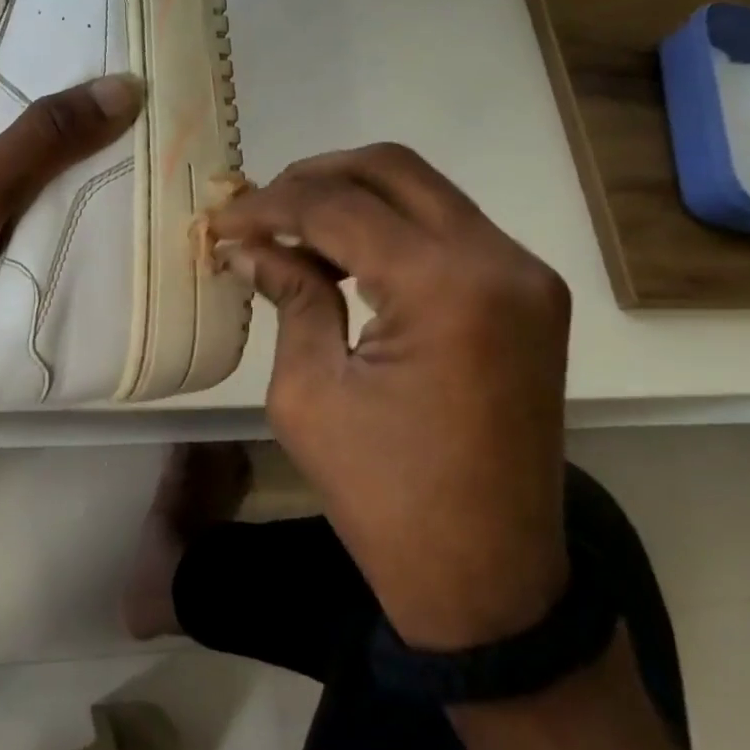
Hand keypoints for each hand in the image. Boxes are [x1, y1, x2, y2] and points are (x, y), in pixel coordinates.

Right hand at [208, 144, 571, 649]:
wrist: (490, 580)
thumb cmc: (386, 498)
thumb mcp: (311, 393)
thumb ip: (289, 297)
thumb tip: (251, 245)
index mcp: (446, 287)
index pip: (339, 206)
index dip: (269, 204)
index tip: (220, 220)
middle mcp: (500, 261)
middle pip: (392, 169)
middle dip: (313, 178)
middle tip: (257, 210)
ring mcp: (526, 276)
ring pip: (423, 191)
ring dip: (351, 197)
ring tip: (289, 229)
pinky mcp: (529, 297)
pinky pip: (448, 229)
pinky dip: (389, 227)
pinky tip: (343, 255)